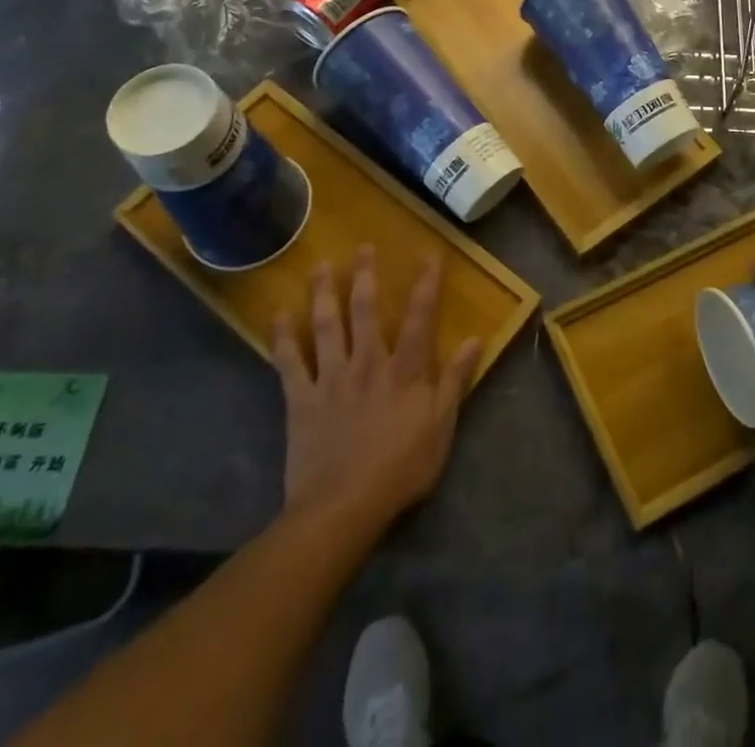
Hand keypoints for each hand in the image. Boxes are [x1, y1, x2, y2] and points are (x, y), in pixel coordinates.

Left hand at [273, 247, 480, 529]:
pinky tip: (279, 315)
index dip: (427, 284)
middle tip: (362, 247)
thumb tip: (476, 339)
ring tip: (321, 265)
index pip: (420, 317)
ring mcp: (331, 378)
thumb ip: (456, 380)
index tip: (431, 255)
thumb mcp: (442, 427)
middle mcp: (368, 362)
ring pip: (327, 325)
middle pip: (365, 310)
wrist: (342, 507)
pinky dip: (283, 337)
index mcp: (405, 370)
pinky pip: (290, 362)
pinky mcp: (301, 399)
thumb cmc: (400, 468)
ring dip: (324, 293)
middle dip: (365, 276)